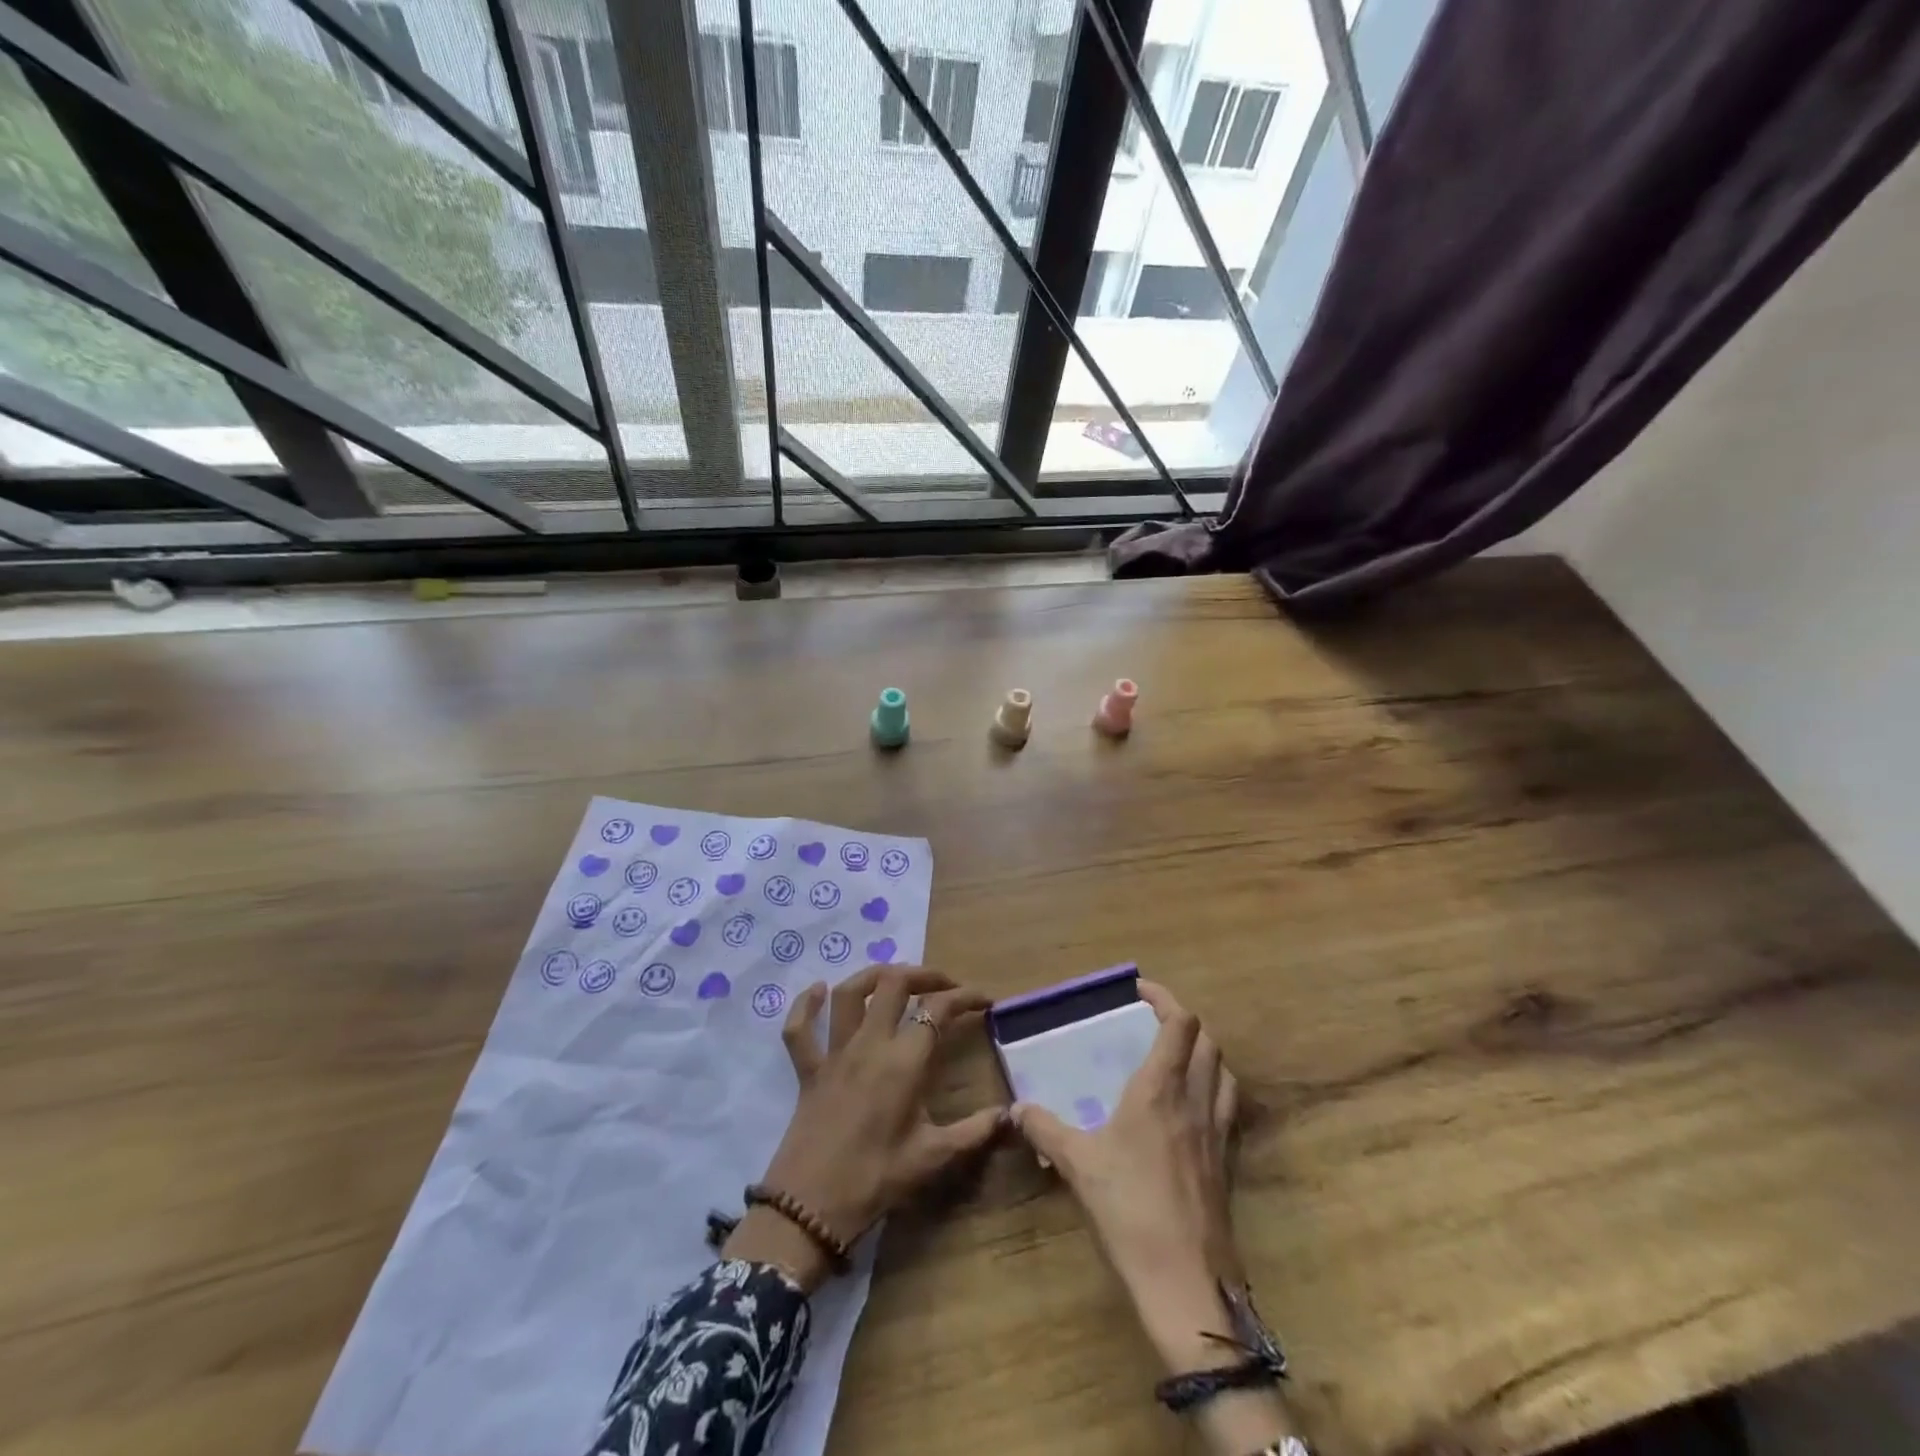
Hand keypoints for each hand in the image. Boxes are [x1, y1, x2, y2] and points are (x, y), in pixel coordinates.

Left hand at [724, 966, 1004, 1289]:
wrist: (809, 1208)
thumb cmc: (876, 1180)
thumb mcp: (933, 1158)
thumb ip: (975, 1132)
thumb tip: (1013, 1115)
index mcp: (903, 1062)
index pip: (938, 1010)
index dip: (965, 997)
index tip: (984, 1000)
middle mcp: (869, 1044)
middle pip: (895, 984)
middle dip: (924, 974)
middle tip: (944, 985)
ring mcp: (834, 1053)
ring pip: (850, 993)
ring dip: (873, 975)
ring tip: (894, 978)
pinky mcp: (808, 1069)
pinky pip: (799, 1029)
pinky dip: (805, 1006)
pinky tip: (816, 991)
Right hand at [1011, 981, 1240, 1303]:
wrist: (1186, 1281)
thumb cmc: (1130, 1209)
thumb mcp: (1077, 1164)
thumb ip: (1044, 1129)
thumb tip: (1016, 1109)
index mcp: (1162, 1089)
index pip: (1180, 1024)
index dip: (1165, 998)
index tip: (1139, 991)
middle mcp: (1196, 1100)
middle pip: (1208, 1040)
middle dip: (1184, 1020)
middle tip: (1153, 1021)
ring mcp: (1218, 1132)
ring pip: (1225, 1071)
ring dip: (1205, 1052)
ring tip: (1177, 1057)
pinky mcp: (1228, 1162)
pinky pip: (1228, 1106)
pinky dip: (1215, 1088)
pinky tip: (1191, 1109)